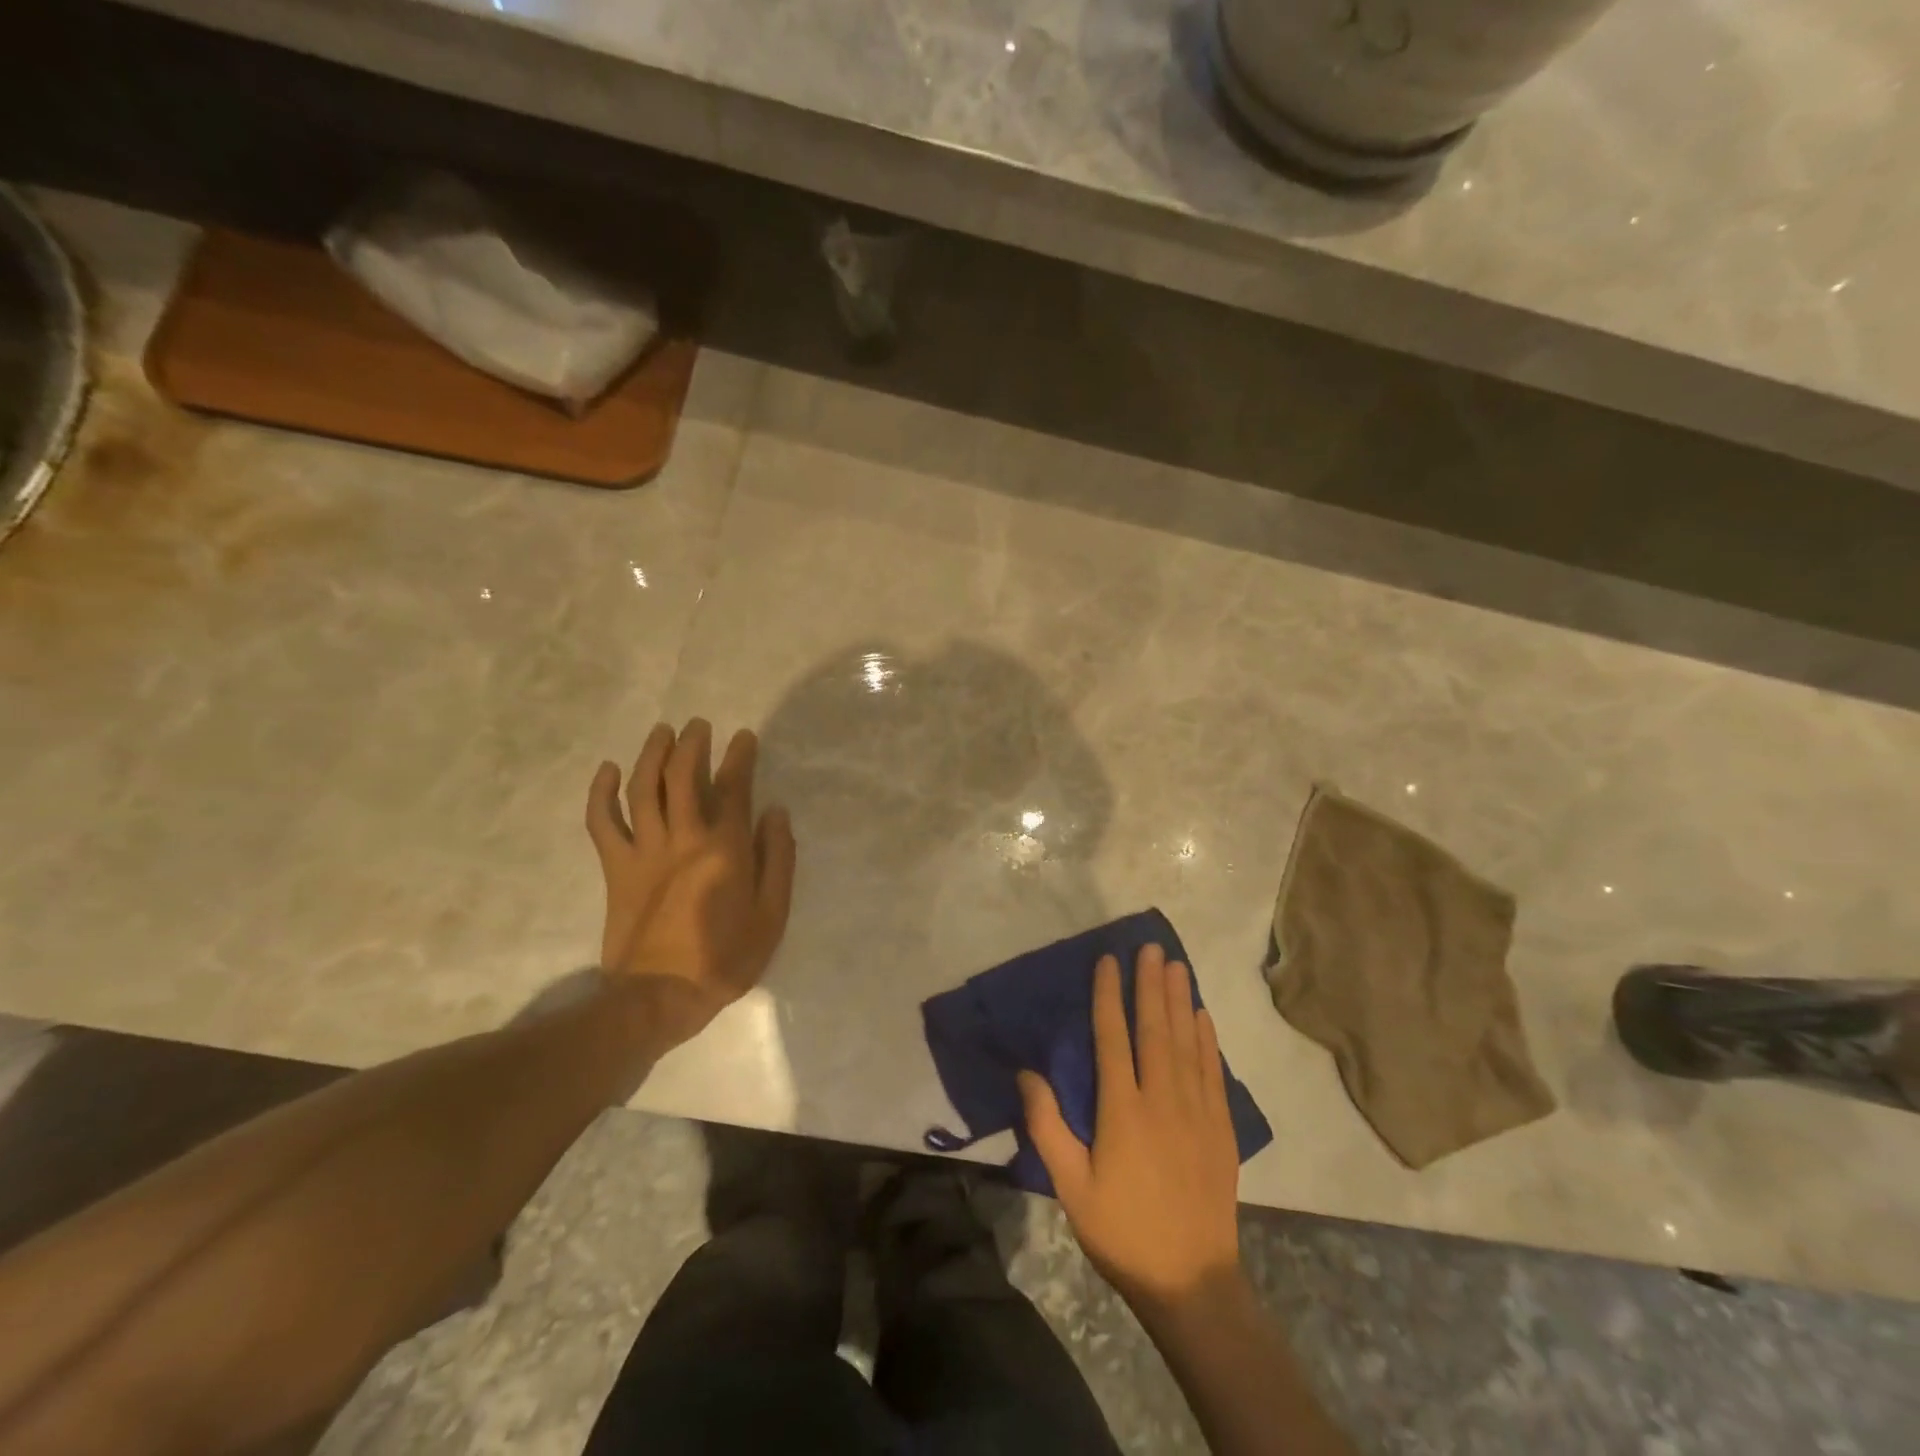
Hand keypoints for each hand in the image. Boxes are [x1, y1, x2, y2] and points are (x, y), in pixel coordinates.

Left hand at [584, 720, 796, 1042]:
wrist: (660, 995)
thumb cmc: (725, 957)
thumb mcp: (772, 914)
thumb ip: (777, 859)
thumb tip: (775, 812)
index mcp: (724, 848)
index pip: (733, 788)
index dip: (739, 757)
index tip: (744, 737)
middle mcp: (683, 838)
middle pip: (682, 777)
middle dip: (692, 744)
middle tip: (699, 725)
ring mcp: (644, 850)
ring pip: (642, 788)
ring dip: (651, 754)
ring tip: (662, 732)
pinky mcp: (616, 867)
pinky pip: (602, 822)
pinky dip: (601, 793)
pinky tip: (607, 770)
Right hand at [1019, 945, 1242, 1315]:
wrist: (1190, 1281)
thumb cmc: (1121, 1231)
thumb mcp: (1071, 1186)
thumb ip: (1047, 1126)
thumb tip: (1027, 1072)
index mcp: (1122, 1110)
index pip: (1113, 1037)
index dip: (1109, 996)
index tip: (1109, 961)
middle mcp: (1162, 1099)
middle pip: (1156, 1029)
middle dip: (1151, 985)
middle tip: (1150, 948)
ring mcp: (1197, 1111)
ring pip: (1188, 1043)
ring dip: (1181, 1000)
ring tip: (1177, 966)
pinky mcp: (1221, 1128)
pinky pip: (1214, 1071)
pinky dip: (1208, 1039)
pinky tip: (1203, 1016)